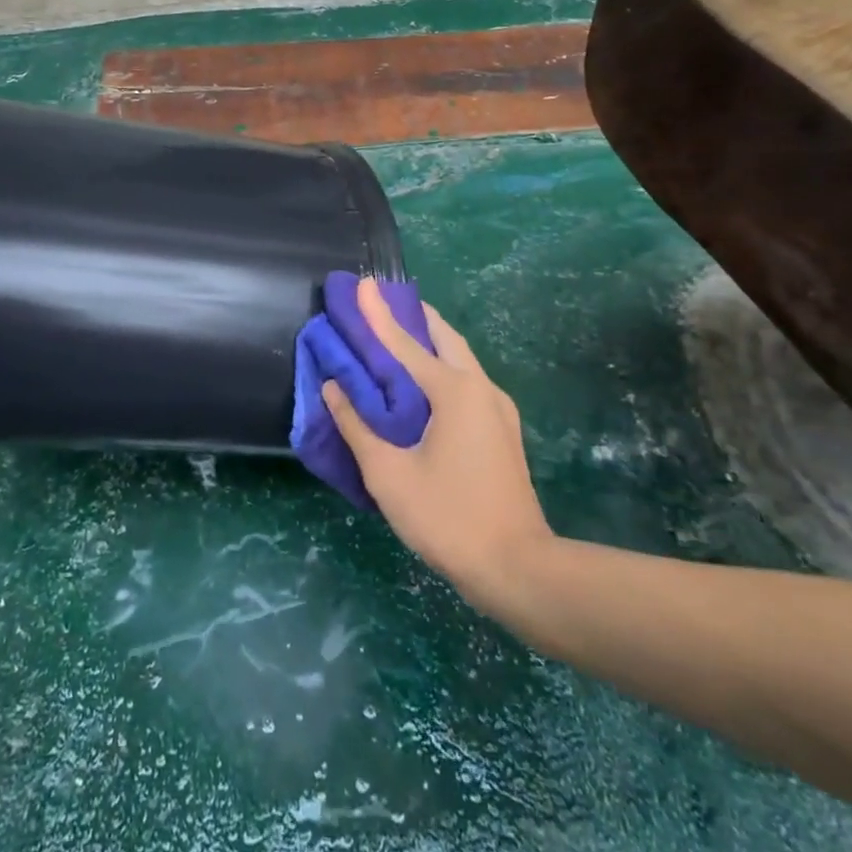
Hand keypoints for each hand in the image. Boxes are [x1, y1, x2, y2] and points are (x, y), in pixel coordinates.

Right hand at [323, 279, 552, 603]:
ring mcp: (498, 409)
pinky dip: (442, 366)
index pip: (405, 343)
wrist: (518, 568)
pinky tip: (425, 383)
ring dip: (430, 340)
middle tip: (383, 302)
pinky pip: (468, 381)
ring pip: (460, 358)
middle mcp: (481, 388)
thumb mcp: (389, 475)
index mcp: (454, 391)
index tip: (363, 283)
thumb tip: (333, 388)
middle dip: (413, 316)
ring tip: (400, 334)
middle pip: (443, 337)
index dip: (378, 314)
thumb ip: (357, 426)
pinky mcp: (503, 430)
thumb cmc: (448, 518)